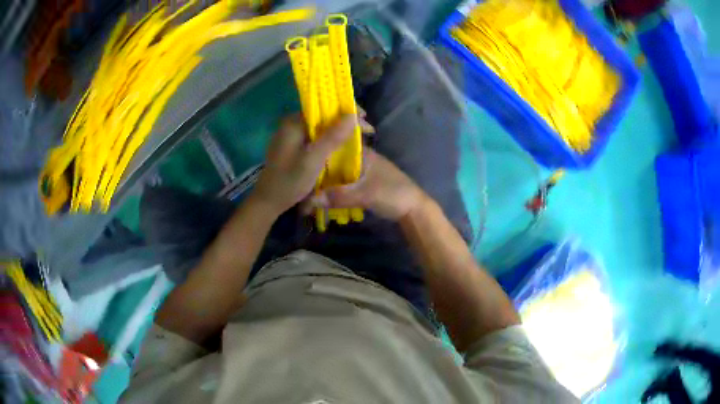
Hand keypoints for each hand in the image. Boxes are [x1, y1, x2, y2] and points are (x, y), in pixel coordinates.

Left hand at [252, 114, 361, 215]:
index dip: (346, 110)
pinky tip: (341, 145)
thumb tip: (353, 116)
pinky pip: (315, 136)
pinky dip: (329, 139)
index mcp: (293, 122)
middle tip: (366, 131)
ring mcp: (291, 135)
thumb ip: (332, 137)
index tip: (364, 119)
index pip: (323, 107)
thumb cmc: (290, 181)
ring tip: (358, 137)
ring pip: (320, 126)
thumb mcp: (313, 159)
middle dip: (345, 121)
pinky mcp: (293, 146)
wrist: (269, 202)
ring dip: (339, 130)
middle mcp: (291, 124)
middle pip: (323, 115)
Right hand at [306, 148, 427, 220]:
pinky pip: (342, 184)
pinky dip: (332, 191)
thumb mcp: (366, 195)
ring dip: (324, 184)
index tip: (300, 164)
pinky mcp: (362, 184)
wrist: (414, 210)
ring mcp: (361, 172)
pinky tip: (320, 199)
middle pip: (333, 162)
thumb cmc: (393, 194)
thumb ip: (339, 196)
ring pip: (337, 174)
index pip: (334, 147)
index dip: (318, 154)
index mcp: (362, 154)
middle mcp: (359, 159)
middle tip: (299, 184)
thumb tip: (309, 200)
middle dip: (318, 173)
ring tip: (306, 193)